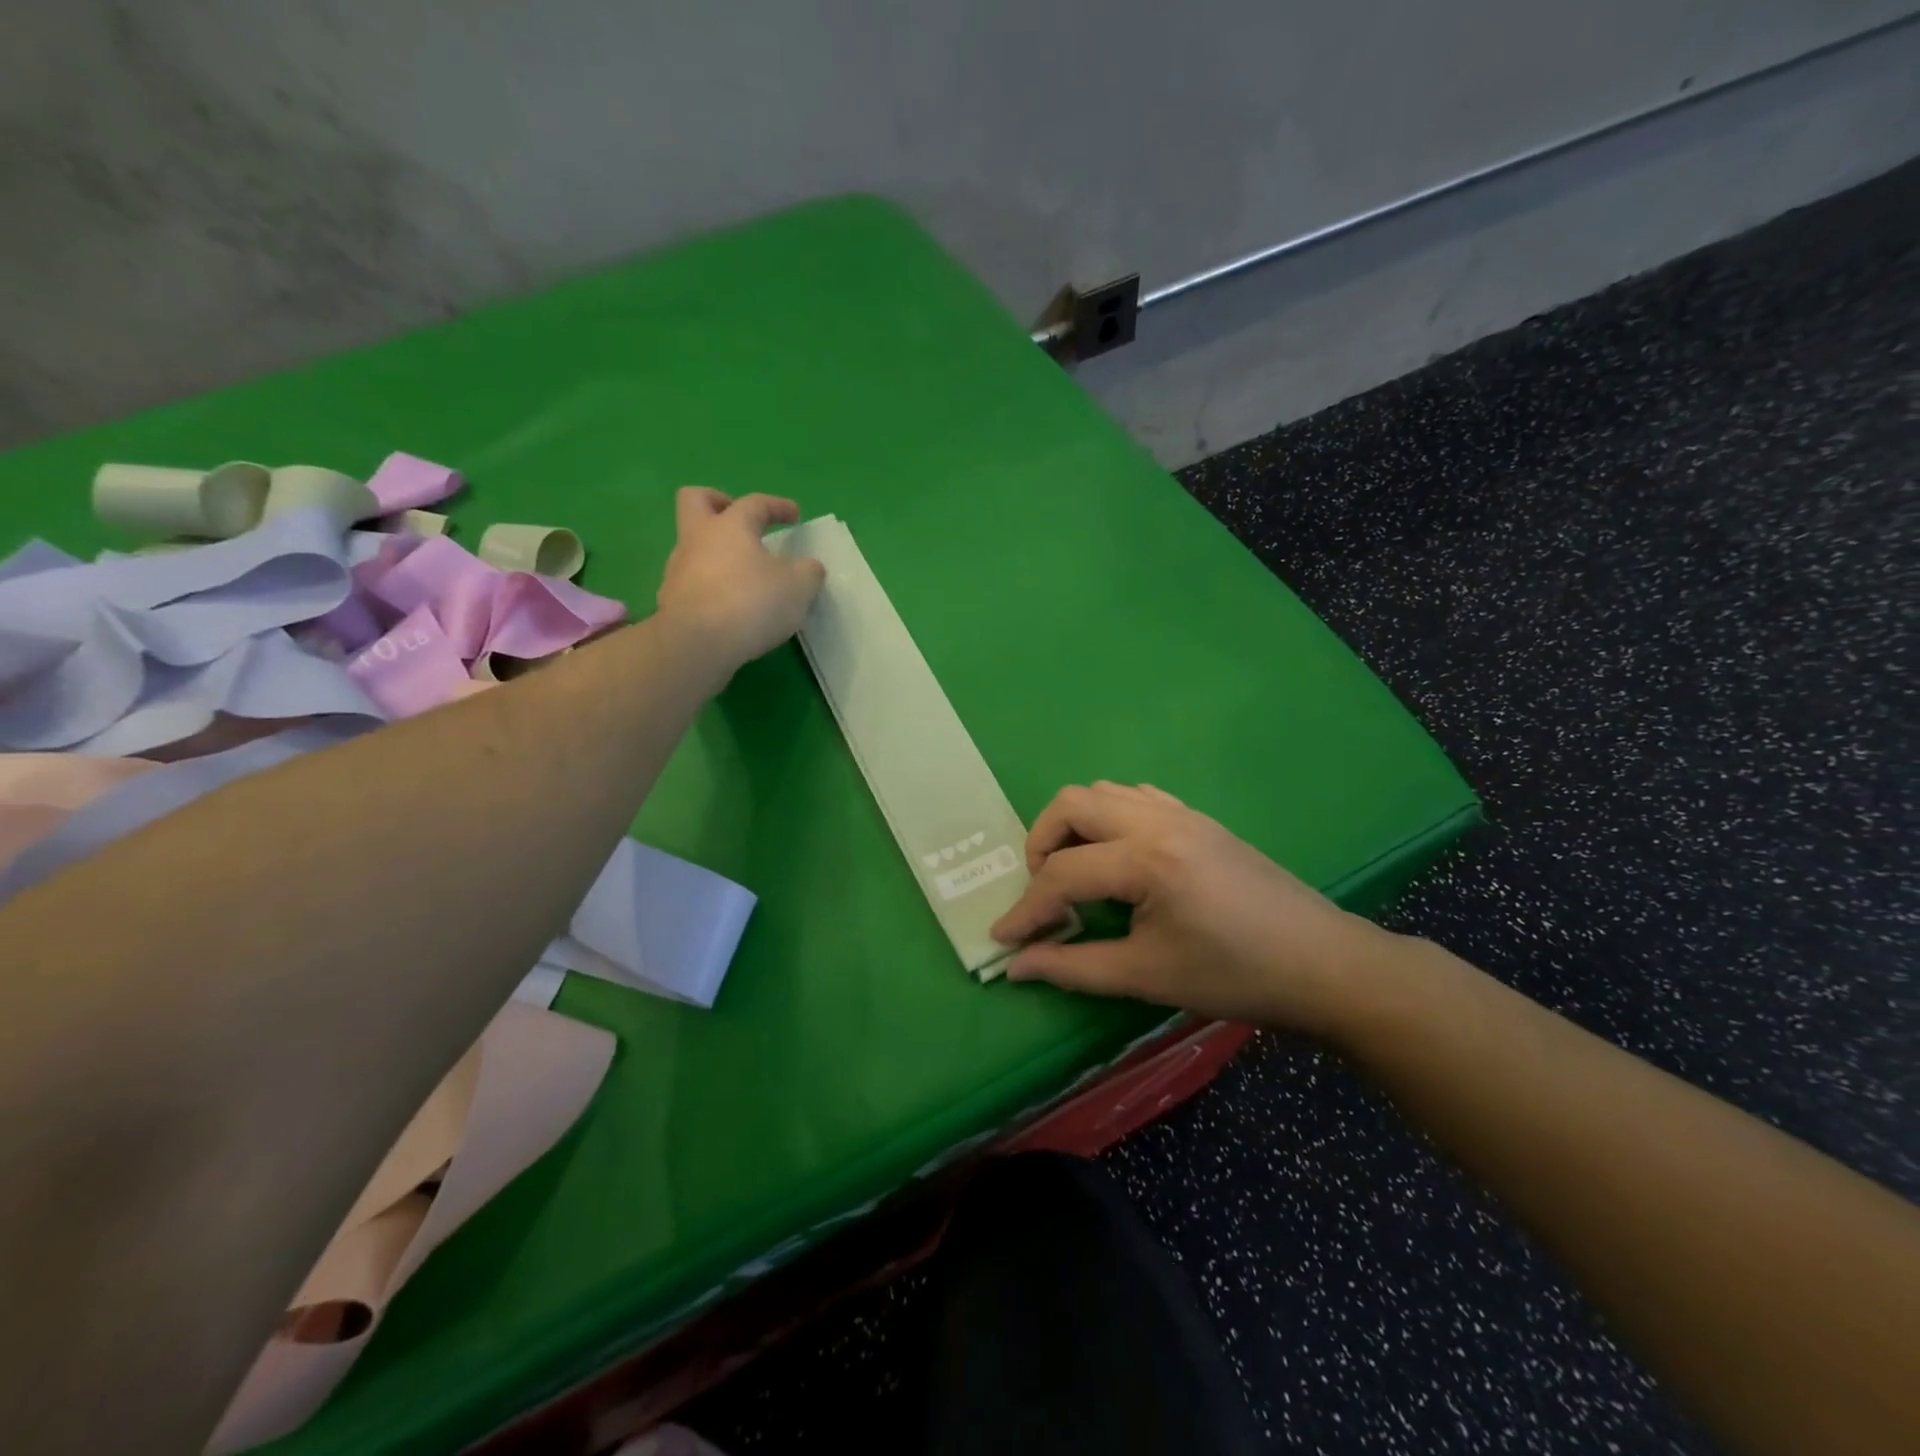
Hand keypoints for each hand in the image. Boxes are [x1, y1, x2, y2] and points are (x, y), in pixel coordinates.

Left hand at [656, 488, 825, 670]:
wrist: (697, 645)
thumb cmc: (751, 602)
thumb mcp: (799, 587)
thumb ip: (809, 572)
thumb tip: (809, 568)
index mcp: (730, 526)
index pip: (755, 503)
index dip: (778, 506)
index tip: (795, 516)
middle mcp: (698, 539)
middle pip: (696, 500)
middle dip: (718, 503)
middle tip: (743, 524)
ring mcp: (679, 570)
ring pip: (694, 546)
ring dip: (718, 554)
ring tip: (745, 577)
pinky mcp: (671, 601)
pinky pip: (693, 582)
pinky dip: (712, 587)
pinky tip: (731, 607)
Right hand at [990, 782, 1401, 1032]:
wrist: (1322, 964)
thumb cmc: (1235, 977)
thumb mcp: (1147, 976)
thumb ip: (1072, 966)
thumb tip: (1014, 965)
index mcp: (1147, 860)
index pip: (1062, 874)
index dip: (1026, 909)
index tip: (1003, 938)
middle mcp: (1158, 820)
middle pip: (1071, 804)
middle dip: (1041, 844)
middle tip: (1045, 892)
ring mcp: (1181, 812)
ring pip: (1102, 792)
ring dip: (1075, 826)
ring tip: (1078, 874)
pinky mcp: (1198, 818)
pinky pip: (1136, 797)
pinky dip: (1109, 818)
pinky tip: (1119, 858)